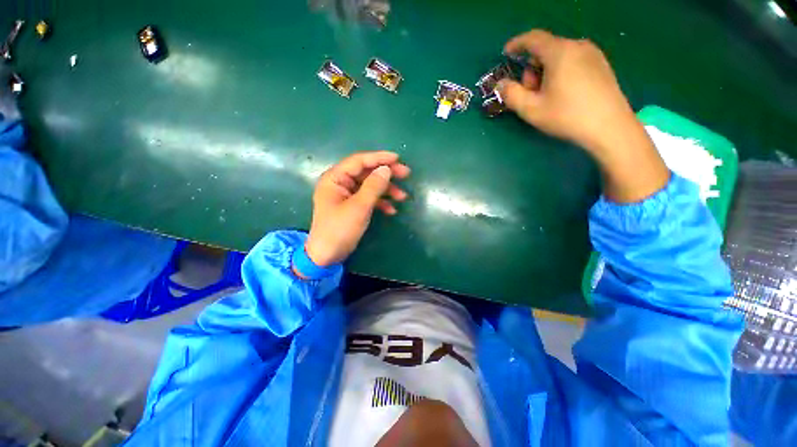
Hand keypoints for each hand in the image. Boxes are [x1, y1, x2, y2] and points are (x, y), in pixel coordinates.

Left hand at [302, 151, 409, 269]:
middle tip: (406, 174)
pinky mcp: (352, 206)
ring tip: (403, 197)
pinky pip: (368, 199)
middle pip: (366, 172)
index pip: (359, 161)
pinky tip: (392, 210)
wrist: (327, 256)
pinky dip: (380, 203)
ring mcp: (346, 195)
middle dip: (386, 174)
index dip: (379, 158)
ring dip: (386, 190)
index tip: (398, 159)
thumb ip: (373, 186)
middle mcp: (340, 183)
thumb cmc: (339, 230)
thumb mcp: (359, 207)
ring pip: (370, 186)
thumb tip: (386, 169)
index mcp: (335, 178)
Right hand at [498, 29, 668, 202]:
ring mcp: (593, 54)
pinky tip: (563, 94)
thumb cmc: (567, 116)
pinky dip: (561, 72)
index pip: (533, 38)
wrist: (610, 127)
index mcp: (560, 52)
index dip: (517, 44)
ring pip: (560, 56)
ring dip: (546, 72)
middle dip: (532, 69)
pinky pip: (573, 61)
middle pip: (546, 50)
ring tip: (548, 97)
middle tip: (530, 94)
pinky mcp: (602, 65)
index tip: (506, 53)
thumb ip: (511, 94)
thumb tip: (501, 84)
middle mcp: (578, 46)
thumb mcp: (531, 109)